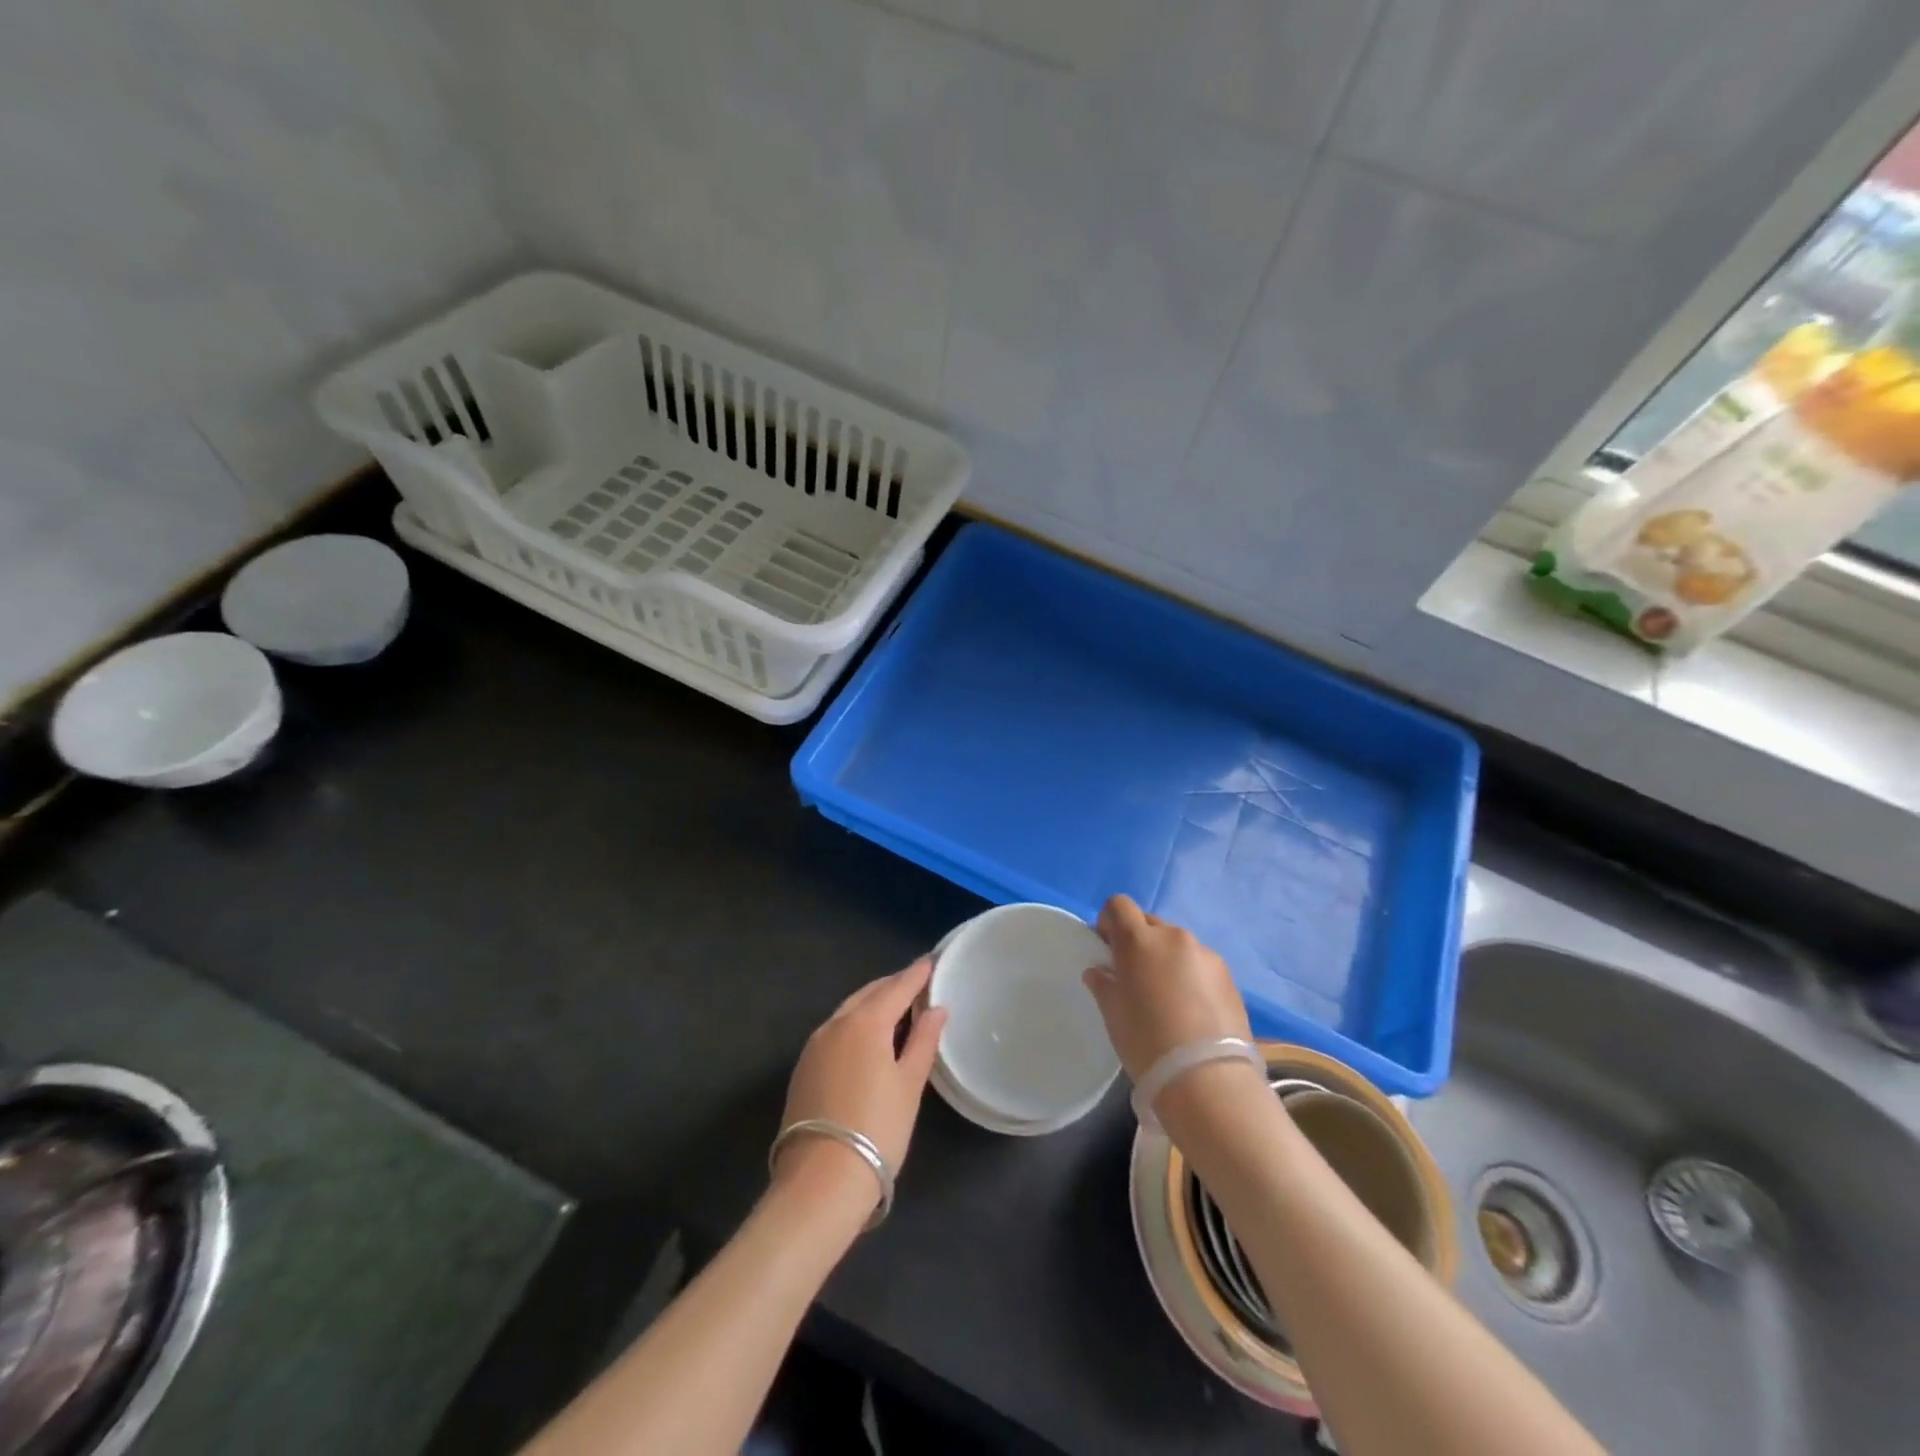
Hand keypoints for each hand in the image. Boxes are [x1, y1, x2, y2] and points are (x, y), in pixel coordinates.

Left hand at [772, 958, 946, 1213]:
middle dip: (892, 985)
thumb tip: (936, 1009)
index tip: (931, 961)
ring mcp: (814, 1046)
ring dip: (872, 1003)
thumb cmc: (877, 1130)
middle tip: (916, 982)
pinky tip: (867, 1036)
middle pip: (868, 994)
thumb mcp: (909, 1085)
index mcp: (866, 1023)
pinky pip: (835, 1030)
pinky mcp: (803, 1068)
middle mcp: (836, 1024)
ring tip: (895, 1007)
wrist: (820, 1181)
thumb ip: (923, 1042)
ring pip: (848, 1011)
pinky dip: (855, 1023)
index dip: (916, 974)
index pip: (896, 988)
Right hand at [1083, 894, 1251, 1083]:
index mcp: (1139, 940)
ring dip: (1166, 959)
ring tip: (1167, 998)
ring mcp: (1206, 955)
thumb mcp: (1113, 1014)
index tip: (1107, 949)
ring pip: (1177, 944)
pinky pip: (1200, 964)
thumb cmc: (1147, 1042)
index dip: (1110, 922)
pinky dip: (1190, 976)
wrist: (1207, 1080)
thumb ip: (1104, 984)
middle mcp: (1174, 937)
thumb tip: (1099, 971)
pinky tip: (1191, 1010)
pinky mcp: (1229, 977)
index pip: (1119, 905)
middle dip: (1138, 941)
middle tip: (1134, 976)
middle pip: (1149, 923)